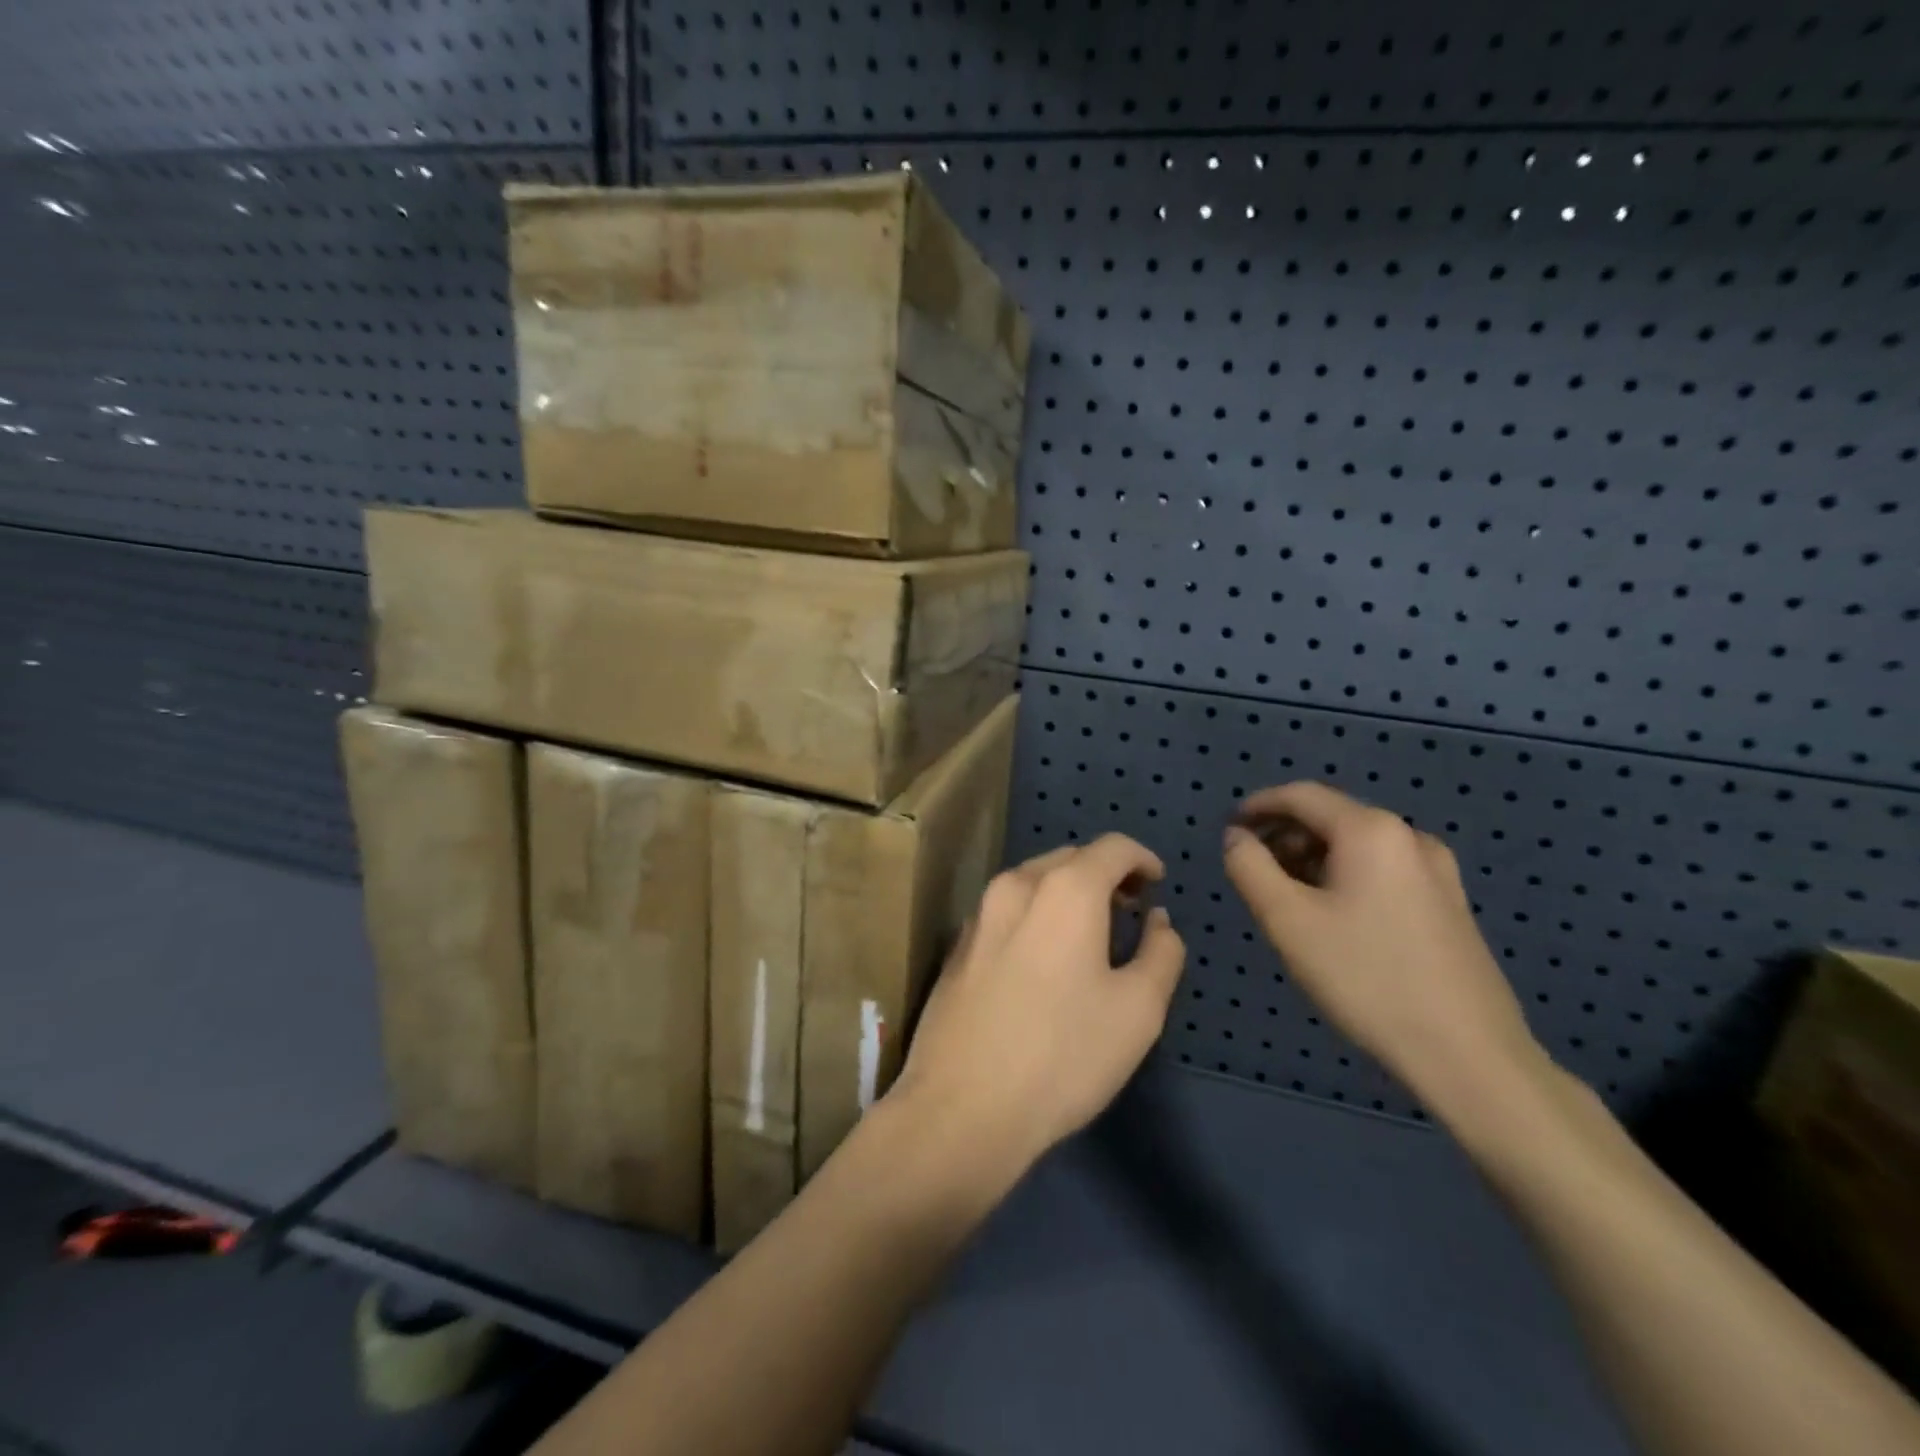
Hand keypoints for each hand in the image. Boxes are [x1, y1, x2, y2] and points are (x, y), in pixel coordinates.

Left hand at [889, 835, 1186, 1181]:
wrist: (962, 1106)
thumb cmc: (1063, 1056)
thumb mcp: (1139, 1011)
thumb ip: (1161, 953)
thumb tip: (1158, 921)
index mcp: (1064, 889)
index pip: (1112, 847)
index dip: (1142, 859)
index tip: (1157, 885)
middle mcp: (1016, 884)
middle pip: (1070, 858)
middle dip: (1106, 875)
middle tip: (1130, 912)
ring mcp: (979, 913)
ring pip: (1035, 881)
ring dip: (1069, 893)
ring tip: (1091, 935)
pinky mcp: (958, 944)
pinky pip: (1008, 909)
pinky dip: (1037, 913)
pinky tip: (1045, 959)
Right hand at [1223, 782, 1545, 1118]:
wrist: (1469, 1054)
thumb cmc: (1366, 978)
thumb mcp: (1287, 921)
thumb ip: (1249, 868)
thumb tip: (1237, 837)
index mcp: (1370, 831)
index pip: (1301, 796)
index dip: (1259, 805)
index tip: (1229, 829)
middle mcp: (1409, 837)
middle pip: (1331, 817)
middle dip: (1285, 836)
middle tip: (1253, 871)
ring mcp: (1437, 871)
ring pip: (1357, 846)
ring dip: (1313, 858)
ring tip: (1286, 899)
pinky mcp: (1449, 904)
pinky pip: (1382, 871)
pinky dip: (1345, 877)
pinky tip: (1332, 918)